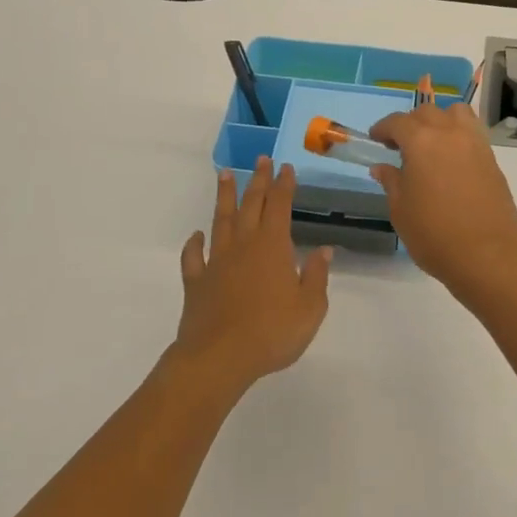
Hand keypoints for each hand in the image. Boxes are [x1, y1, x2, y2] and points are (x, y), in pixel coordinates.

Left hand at [175, 157, 331, 389]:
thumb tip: (323, 250)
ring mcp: (216, 262)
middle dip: (258, 181)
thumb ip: (317, 276)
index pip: (280, 206)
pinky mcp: (196, 282)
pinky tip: (196, 236)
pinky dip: (194, 244)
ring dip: (225, 197)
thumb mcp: (310, 308)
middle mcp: (243, 245)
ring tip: (225, 175)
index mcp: (273, 247)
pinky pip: (193, 257)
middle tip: (260, 159)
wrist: (219, 357)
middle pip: (251, 205)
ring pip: (220, 221)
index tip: (286, 167)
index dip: (284, 185)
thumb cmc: (272, 332)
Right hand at [367, 103, 516, 302]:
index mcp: (422, 142)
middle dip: (410, 123)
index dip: (383, 128)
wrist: (487, 257)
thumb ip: (391, 182)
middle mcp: (450, 134)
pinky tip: (450, 161)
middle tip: (399, 146)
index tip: (376, 139)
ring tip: (431, 144)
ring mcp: (476, 144)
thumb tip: (382, 167)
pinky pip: (472, 133)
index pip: (398, 122)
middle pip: (428, 113)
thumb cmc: (434, 235)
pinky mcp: (492, 160)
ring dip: (440, 120)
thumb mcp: (401, 210)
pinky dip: (458, 136)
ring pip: (456, 114)